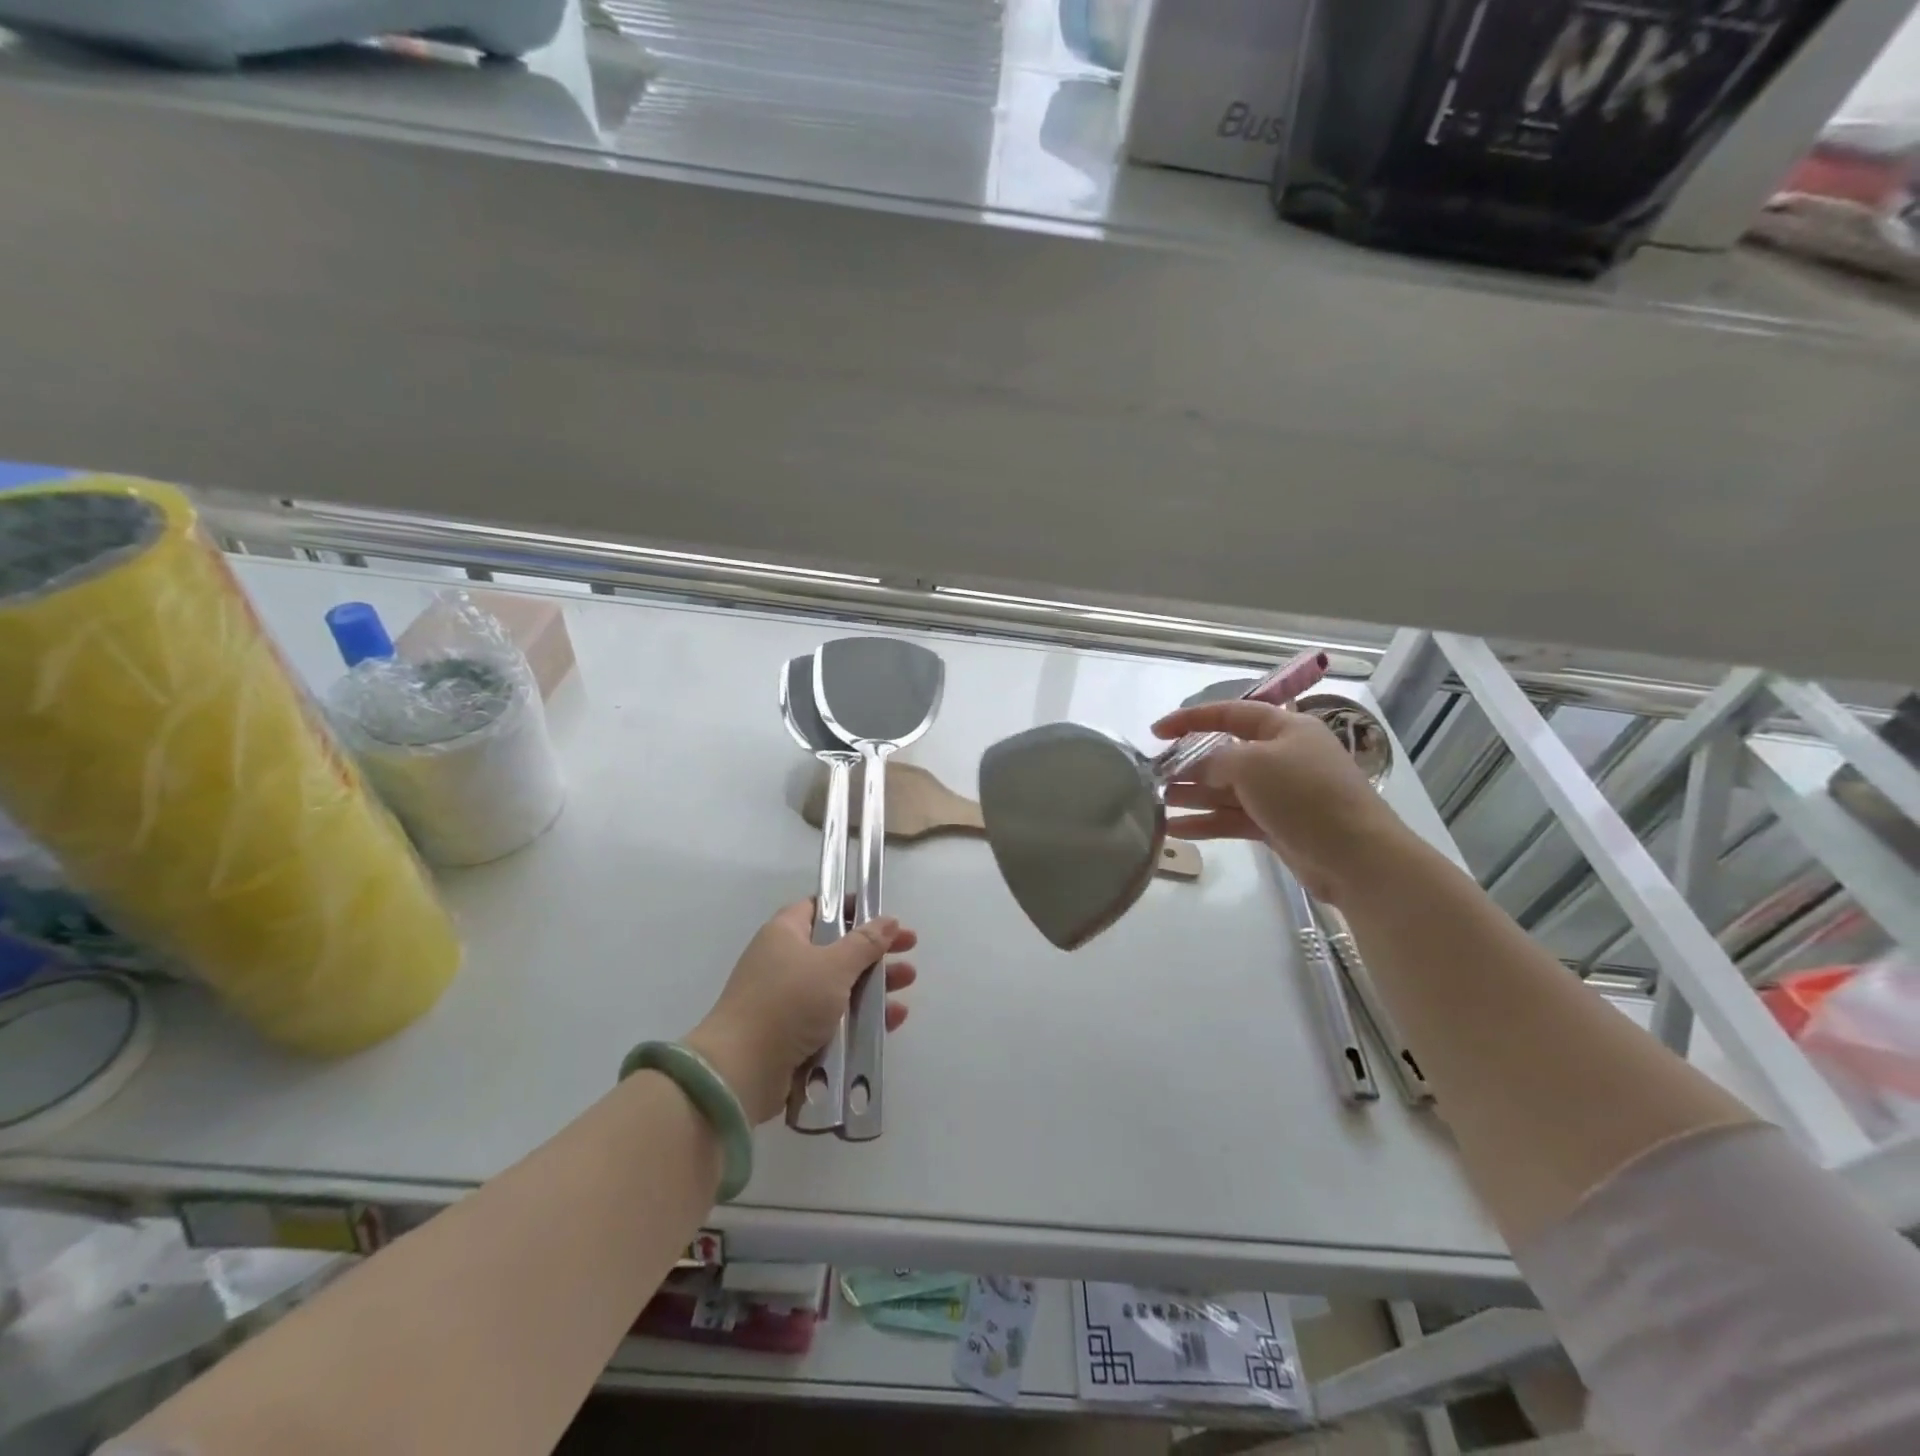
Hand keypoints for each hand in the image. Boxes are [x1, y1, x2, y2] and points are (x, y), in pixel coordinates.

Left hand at [685, 901, 917, 1124]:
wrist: (740, 1071)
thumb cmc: (788, 1002)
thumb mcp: (833, 966)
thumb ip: (865, 943)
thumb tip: (888, 920)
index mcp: (785, 933)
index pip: (821, 908)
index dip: (853, 908)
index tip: (883, 915)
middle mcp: (784, 961)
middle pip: (837, 947)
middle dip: (874, 950)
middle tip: (909, 948)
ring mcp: (788, 1000)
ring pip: (839, 985)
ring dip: (874, 984)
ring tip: (908, 982)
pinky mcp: (794, 1035)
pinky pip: (834, 1018)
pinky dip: (861, 1017)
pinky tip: (892, 1019)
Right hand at [1149, 699, 1412, 903]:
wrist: (1356, 856)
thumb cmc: (1304, 795)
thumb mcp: (1253, 764)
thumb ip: (1218, 760)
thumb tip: (1203, 770)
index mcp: (1285, 728)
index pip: (1231, 713)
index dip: (1191, 719)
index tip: (1157, 732)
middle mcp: (1283, 756)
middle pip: (1226, 754)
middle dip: (1189, 765)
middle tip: (1154, 776)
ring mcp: (1281, 794)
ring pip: (1226, 789)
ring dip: (1193, 795)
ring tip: (1157, 803)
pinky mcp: (1277, 825)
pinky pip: (1233, 817)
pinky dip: (1206, 822)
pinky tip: (1175, 830)